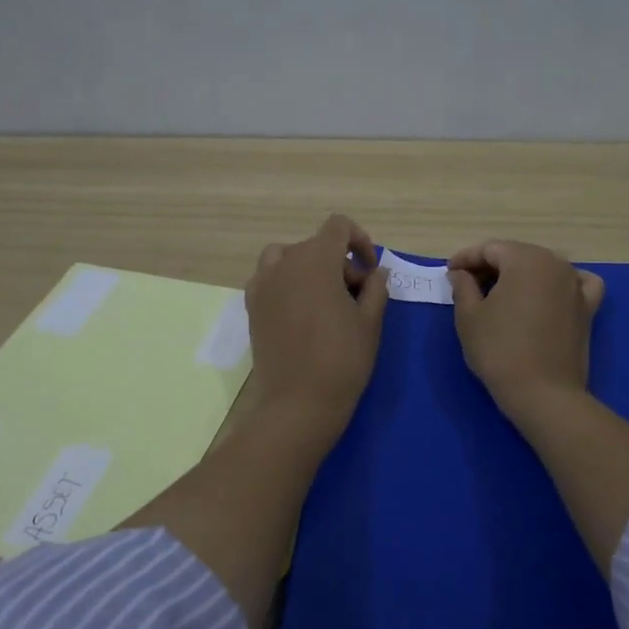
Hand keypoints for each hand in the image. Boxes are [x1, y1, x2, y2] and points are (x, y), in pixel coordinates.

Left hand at [244, 213, 389, 435]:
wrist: (298, 402)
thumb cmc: (342, 359)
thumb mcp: (370, 322)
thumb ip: (376, 288)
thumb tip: (376, 273)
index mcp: (316, 259)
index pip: (337, 226)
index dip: (359, 240)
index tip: (370, 269)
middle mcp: (285, 263)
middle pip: (315, 245)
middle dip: (340, 262)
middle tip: (357, 296)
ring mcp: (263, 284)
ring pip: (288, 258)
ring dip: (309, 268)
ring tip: (325, 299)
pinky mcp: (252, 306)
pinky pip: (269, 279)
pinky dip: (287, 283)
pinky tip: (301, 312)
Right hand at [448, 240, 605, 422]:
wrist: (542, 393)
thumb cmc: (499, 350)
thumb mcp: (469, 316)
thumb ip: (463, 286)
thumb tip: (461, 273)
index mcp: (525, 258)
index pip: (489, 249)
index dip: (465, 259)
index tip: (449, 274)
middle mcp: (555, 263)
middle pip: (517, 255)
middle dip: (491, 266)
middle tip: (468, 285)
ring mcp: (576, 285)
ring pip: (543, 267)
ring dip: (520, 275)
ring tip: (500, 294)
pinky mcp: (588, 309)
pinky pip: (575, 284)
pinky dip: (559, 284)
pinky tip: (548, 294)